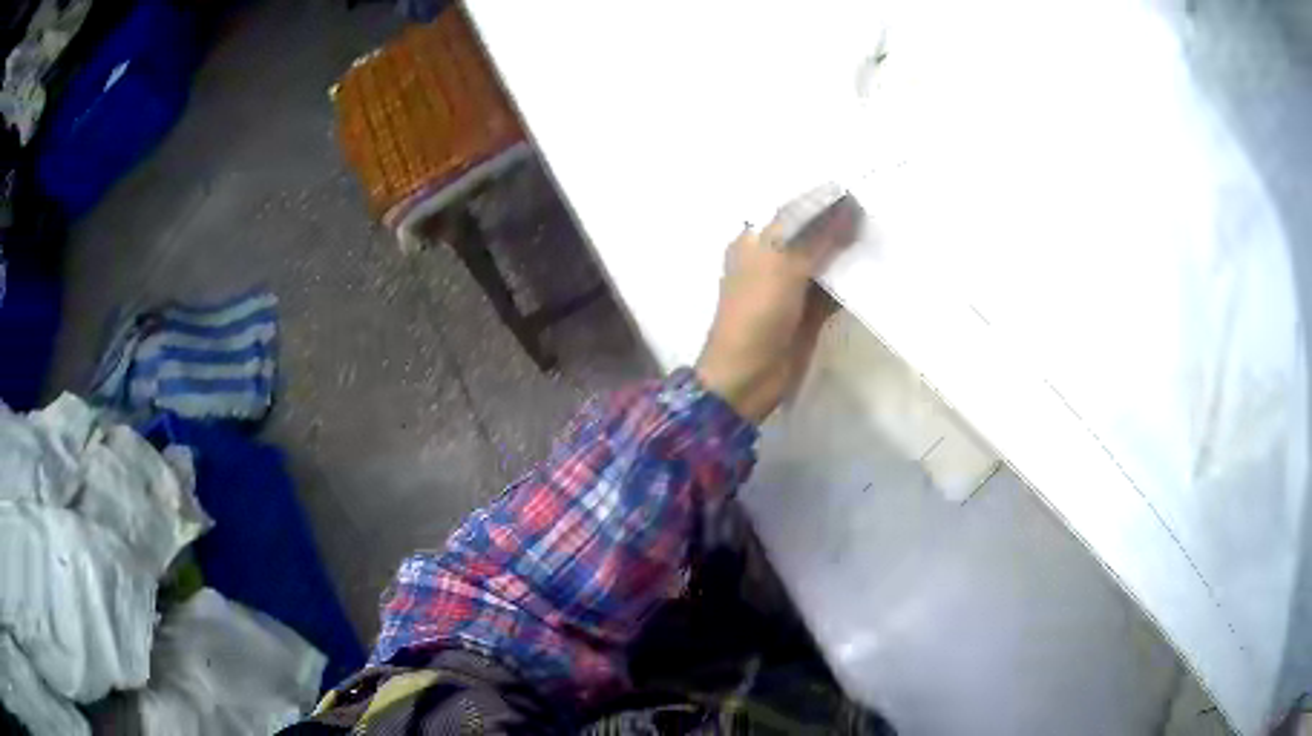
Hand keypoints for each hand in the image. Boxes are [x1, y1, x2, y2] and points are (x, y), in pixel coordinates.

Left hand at [695, 193, 859, 422]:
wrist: (749, 375)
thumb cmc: (756, 311)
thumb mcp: (782, 264)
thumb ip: (817, 235)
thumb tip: (846, 204)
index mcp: (756, 241)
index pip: (791, 209)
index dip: (820, 198)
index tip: (855, 185)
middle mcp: (774, 259)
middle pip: (811, 233)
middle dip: (839, 222)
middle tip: (876, 204)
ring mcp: (794, 286)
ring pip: (827, 260)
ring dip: (850, 250)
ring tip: (884, 229)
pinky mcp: (811, 311)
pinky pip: (836, 289)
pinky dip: (854, 280)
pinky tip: (879, 266)